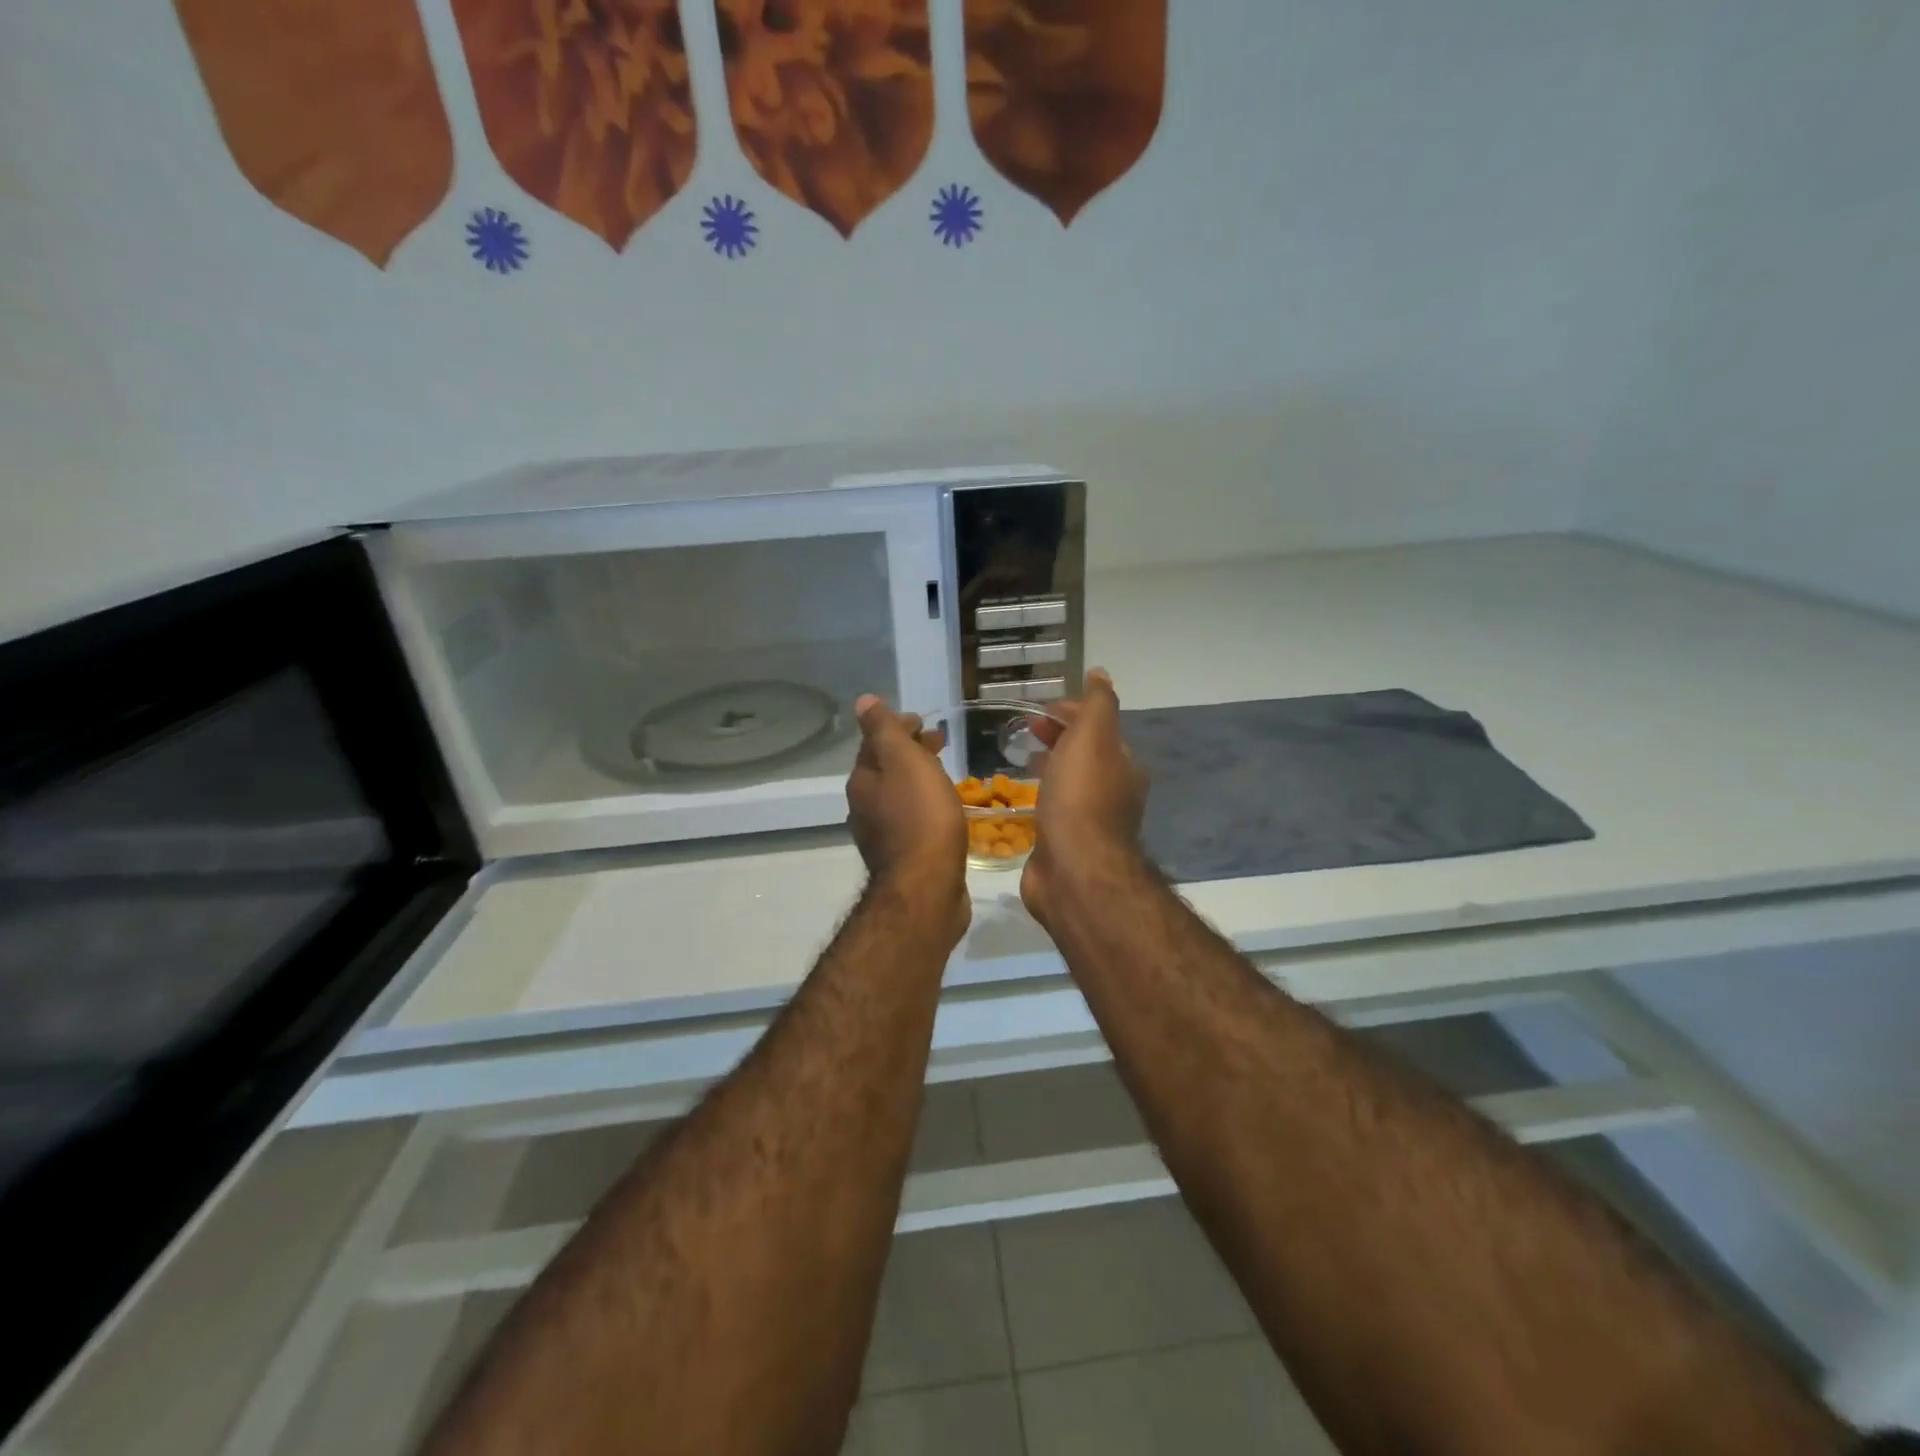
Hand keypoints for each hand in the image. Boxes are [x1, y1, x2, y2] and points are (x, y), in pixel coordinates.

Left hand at [847, 696, 969, 924]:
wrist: (927, 887)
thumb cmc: (920, 817)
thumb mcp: (903, 762)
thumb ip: (884, 730)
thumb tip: (863, 702)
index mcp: (862, 782)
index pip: (875, 742)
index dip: (898, 726)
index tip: (924, 721)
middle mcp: (865, 807)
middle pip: (886, 769)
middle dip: (910, 751)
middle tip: (940, 742)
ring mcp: (882, 835)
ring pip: (899, 795)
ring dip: (919, 778)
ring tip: (947, 773)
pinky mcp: (903, 857)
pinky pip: (912, 820)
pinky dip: (925, 804)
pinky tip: (944, 811)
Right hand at [1021, 669, 1150, 925]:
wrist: (1074, 868)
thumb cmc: (1081, 796)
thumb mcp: (1093, 737)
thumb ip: (1098, 704)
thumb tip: (1100, 674)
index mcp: (1122, 766)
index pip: (1099, 728)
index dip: (1072, 713)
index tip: (1041, 709)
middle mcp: (1112, 793)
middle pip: (1084, 755)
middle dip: (1058, 737)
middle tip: (1026, 729)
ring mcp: (1089, 822)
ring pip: (1068, 783)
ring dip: (1048, 766)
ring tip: (1018, 758)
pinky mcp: (1066, 845)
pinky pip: (1053, 810)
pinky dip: (1039, 796)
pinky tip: (1019, 798)